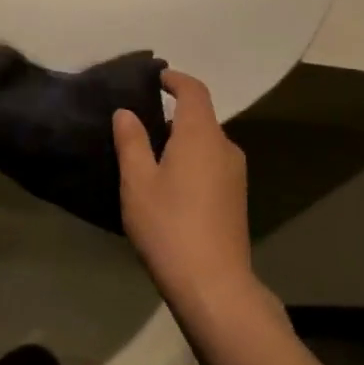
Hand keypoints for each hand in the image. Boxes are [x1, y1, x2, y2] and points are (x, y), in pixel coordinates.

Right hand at [113, 70, 263, 313]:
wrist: (214, 286)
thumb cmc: (169, 226)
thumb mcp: (138, 182)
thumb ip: (131, 141)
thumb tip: (126, 112)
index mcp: (201, 135)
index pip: (194, 91)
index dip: (175, 79)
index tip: (156, 78)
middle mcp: (225, 147)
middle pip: (201, 117)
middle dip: (173, 115)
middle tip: (140, 124)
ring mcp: (235, 175)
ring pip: (207, 143)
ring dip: (182, 141)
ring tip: (150, 157)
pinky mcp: (237, 199)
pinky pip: (212, 164)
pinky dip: (192, 161)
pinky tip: (170, 186)